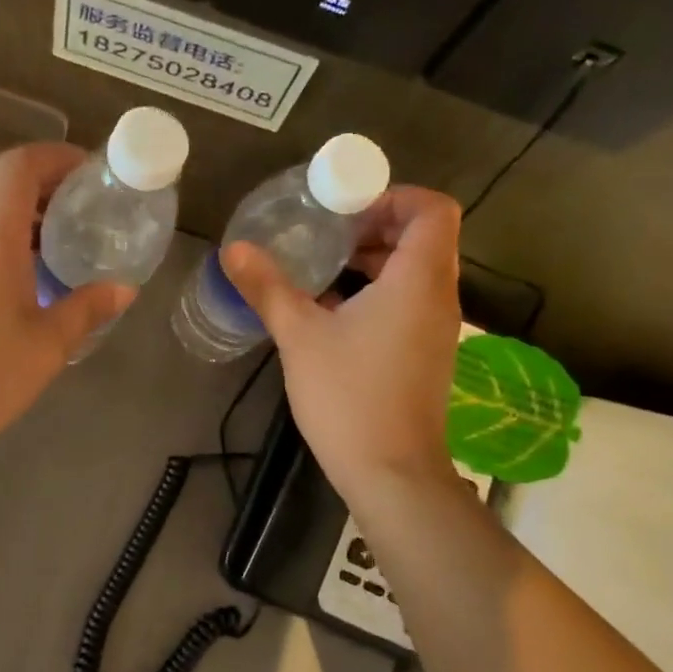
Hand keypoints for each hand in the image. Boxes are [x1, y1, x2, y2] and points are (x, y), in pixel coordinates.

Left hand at [0, 143, 133, 459]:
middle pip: (0, 180)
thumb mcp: (47, 344)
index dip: (58, 157)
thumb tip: (124, 289)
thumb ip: (88, 307)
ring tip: (61, 239)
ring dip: (21, 209)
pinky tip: (23, 270)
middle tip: (85, 208)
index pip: (21, 164)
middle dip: (45, 183)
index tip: (91, 172)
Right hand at [222, 187, 464, 497]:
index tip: (346, 210)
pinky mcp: (427, 354)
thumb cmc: (349, 397)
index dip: (393, 197)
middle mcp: (439, 297)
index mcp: (418, 281)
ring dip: (375, 260)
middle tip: (326, 233)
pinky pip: (411, 301)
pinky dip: (380, 291)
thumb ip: (268, 287)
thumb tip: (233, 249)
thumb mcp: (300, 336)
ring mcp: (438, 329)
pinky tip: (333, 311)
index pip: (432, 209)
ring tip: (324, 269)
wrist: (392, 474)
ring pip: (417, 271)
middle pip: (425, 237)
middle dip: (376, 226)